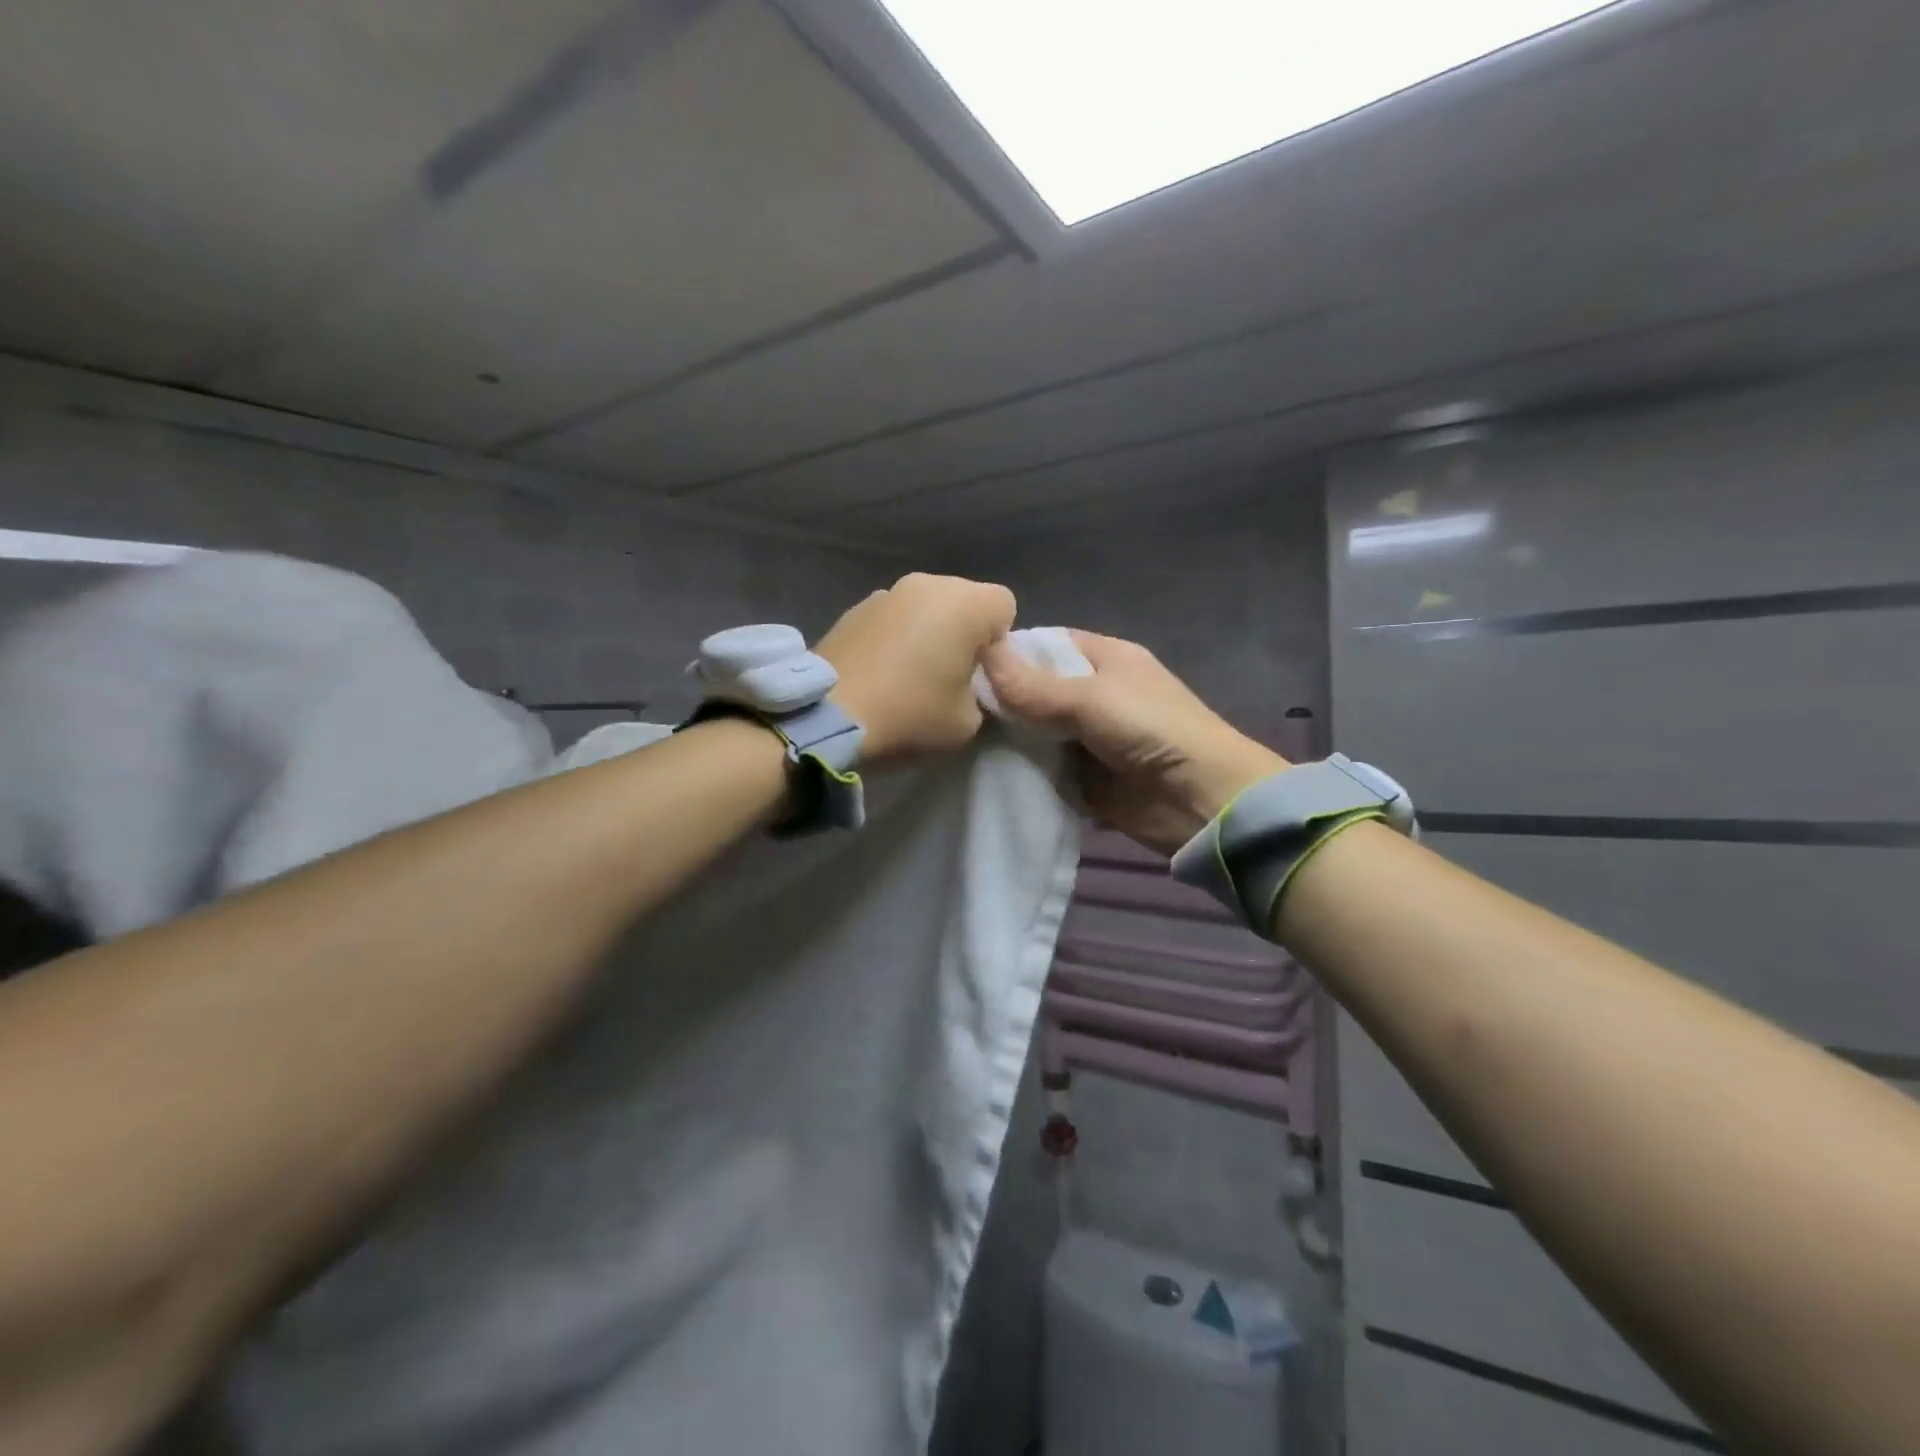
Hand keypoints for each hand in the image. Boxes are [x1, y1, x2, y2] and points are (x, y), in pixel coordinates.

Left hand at [816, 573, 1016, 762]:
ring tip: (907, 674)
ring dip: (927, 632)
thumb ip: (981, 692)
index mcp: (964, 603)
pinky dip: (894, 637)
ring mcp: (886, 592)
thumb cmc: (909, 715)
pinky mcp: (853, 608)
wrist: (827, 717)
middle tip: (946, 675)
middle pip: (964, 600)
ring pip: (926, 607)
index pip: (1005, 605)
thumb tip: (966, 680)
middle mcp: (927, 584)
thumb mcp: (968, 721)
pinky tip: (879, 671)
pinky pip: (893, 618)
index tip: (979, 673)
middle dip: (963, 632)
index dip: (999, 641)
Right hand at [979, 630, 1286, 854]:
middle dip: (1001, 701)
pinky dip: (1023, 773)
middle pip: (1037, 691)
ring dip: (1009, 741)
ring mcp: (1090, 738)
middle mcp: (1096, 694)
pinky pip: (1045, 770)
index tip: (961, 663)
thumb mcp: (1090, 699)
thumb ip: (1033, 686)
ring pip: (1037, 733)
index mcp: (1105, 659)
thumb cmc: (1152, 730)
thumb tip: (980, 654)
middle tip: (952, 710)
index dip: (1009, 652)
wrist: (1201, 800)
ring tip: (958, 743)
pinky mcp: (1086, 779)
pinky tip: (983, 774)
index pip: (1047, 645)